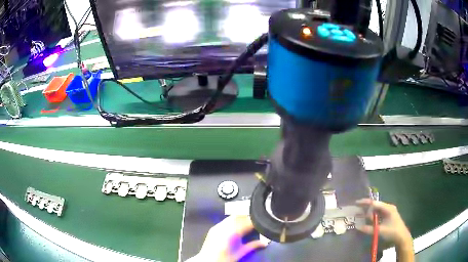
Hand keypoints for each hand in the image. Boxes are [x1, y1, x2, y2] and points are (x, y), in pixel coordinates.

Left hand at [194, 216, 266, 261]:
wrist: (206, 261)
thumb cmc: (223, 259)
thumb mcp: (240, 253)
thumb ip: (252, 246)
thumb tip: (265, 243)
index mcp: (232, 233)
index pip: (247, 222)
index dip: (255, 221)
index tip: (262, 223)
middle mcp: (223, 227)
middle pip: (239, 216)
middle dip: (248, 218)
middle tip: (256, 223)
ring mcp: (217, 227)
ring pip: (232, 217)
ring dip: (241, 218)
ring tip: (247, 224)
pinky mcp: (213, 228)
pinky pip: (226, 220)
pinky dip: (233, 221)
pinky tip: (236, 226)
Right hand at [355, 198, 411, 246]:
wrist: (401, 237)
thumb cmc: (392, 231)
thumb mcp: (380, 231)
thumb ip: (369, 229)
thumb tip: (358, 227)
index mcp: (388, 208)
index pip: (375, 203)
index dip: (366, 202)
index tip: (356, 202)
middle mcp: (388, 208)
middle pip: (375, 206)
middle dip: (366, 207)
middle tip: (357, 210)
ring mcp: (388, 212)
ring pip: (376, 211)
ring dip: (369, 213)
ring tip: (360, 216)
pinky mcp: (388, 217)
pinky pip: (378, 215)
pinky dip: (372, 217)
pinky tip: (367, 220)